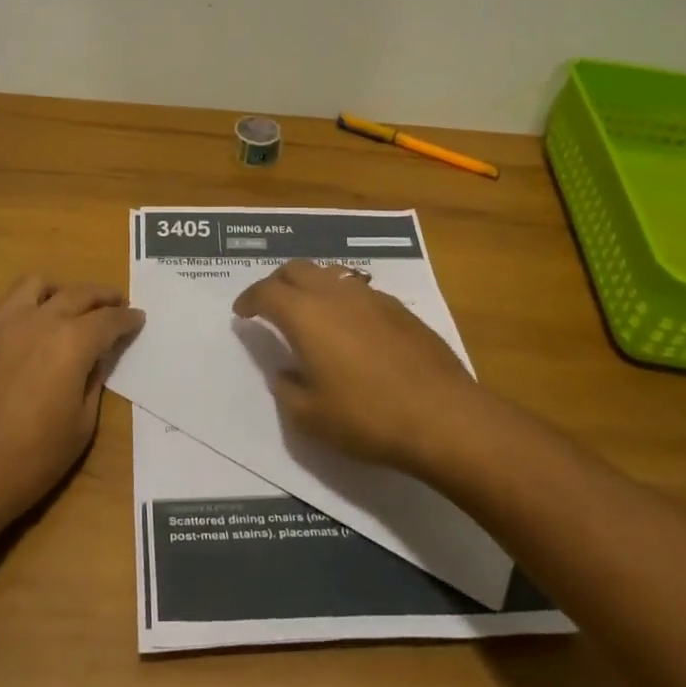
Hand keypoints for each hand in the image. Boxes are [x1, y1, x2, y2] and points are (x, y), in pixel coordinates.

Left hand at [0, 276, 144, 533]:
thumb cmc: (33, 458)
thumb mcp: (82, 425)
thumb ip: (94, 380)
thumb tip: (98, 356)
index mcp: (72, 342)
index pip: (109, 319)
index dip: (127, 318)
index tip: (137, 317)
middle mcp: (39, 320)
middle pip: (77, 294)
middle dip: (102, 296)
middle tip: (114, 303)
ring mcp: (1, 322)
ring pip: (34, 285)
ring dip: (56, 292)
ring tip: (63, 305)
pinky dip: (15, 307)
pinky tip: (19, 324)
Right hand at [232, 260, 487, 475]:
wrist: (443, 416)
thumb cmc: (368, 417)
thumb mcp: (311, 416)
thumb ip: (288, 389)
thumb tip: (285, 373)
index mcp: (306, 315)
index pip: (266, 292)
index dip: (249, 299)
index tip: (242, 313)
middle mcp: (335, 294)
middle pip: (297, 269)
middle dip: (277, 282)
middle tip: (270, 305)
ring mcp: (371, 297)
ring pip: (330, 274)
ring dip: (311, 285)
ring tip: (308, 311)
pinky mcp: (399, 309)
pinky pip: (358, 291)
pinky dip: (341, 299)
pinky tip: (349, 327)